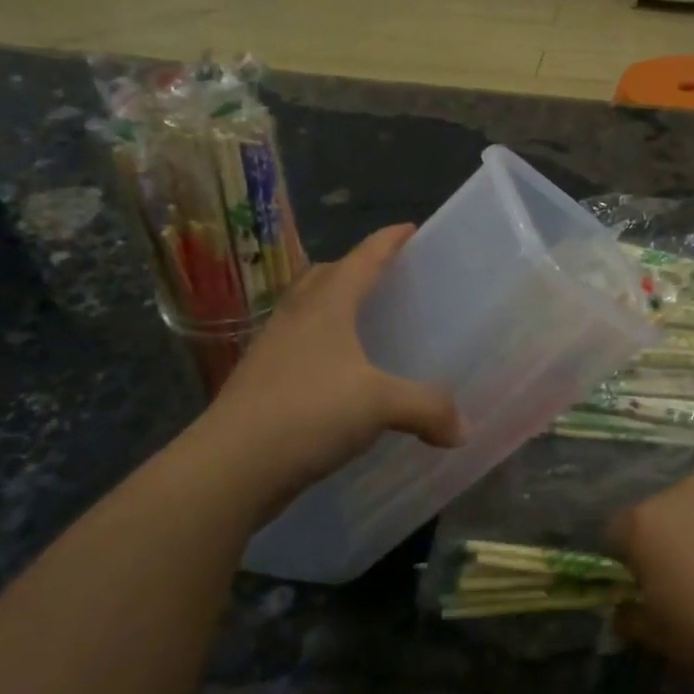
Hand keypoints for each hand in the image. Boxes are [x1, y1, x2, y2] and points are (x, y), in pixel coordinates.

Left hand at [192, 225, 463, 506]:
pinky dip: (322, 347)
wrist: (230, 465)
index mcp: (326, 305)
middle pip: (327, 277)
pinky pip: (299, 347)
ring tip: (362, 321)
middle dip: (356, 268)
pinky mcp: (261, 382)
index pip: (363, 259)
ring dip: (333, 306)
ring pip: (307, 311)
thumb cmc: (309, 412)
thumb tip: (463, 429)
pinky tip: (339, 374)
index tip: (410, 228)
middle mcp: (296, 317)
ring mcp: (273, 349)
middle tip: (386, 276)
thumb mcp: (381, 404)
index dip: (388, 241)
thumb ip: (428, 409)